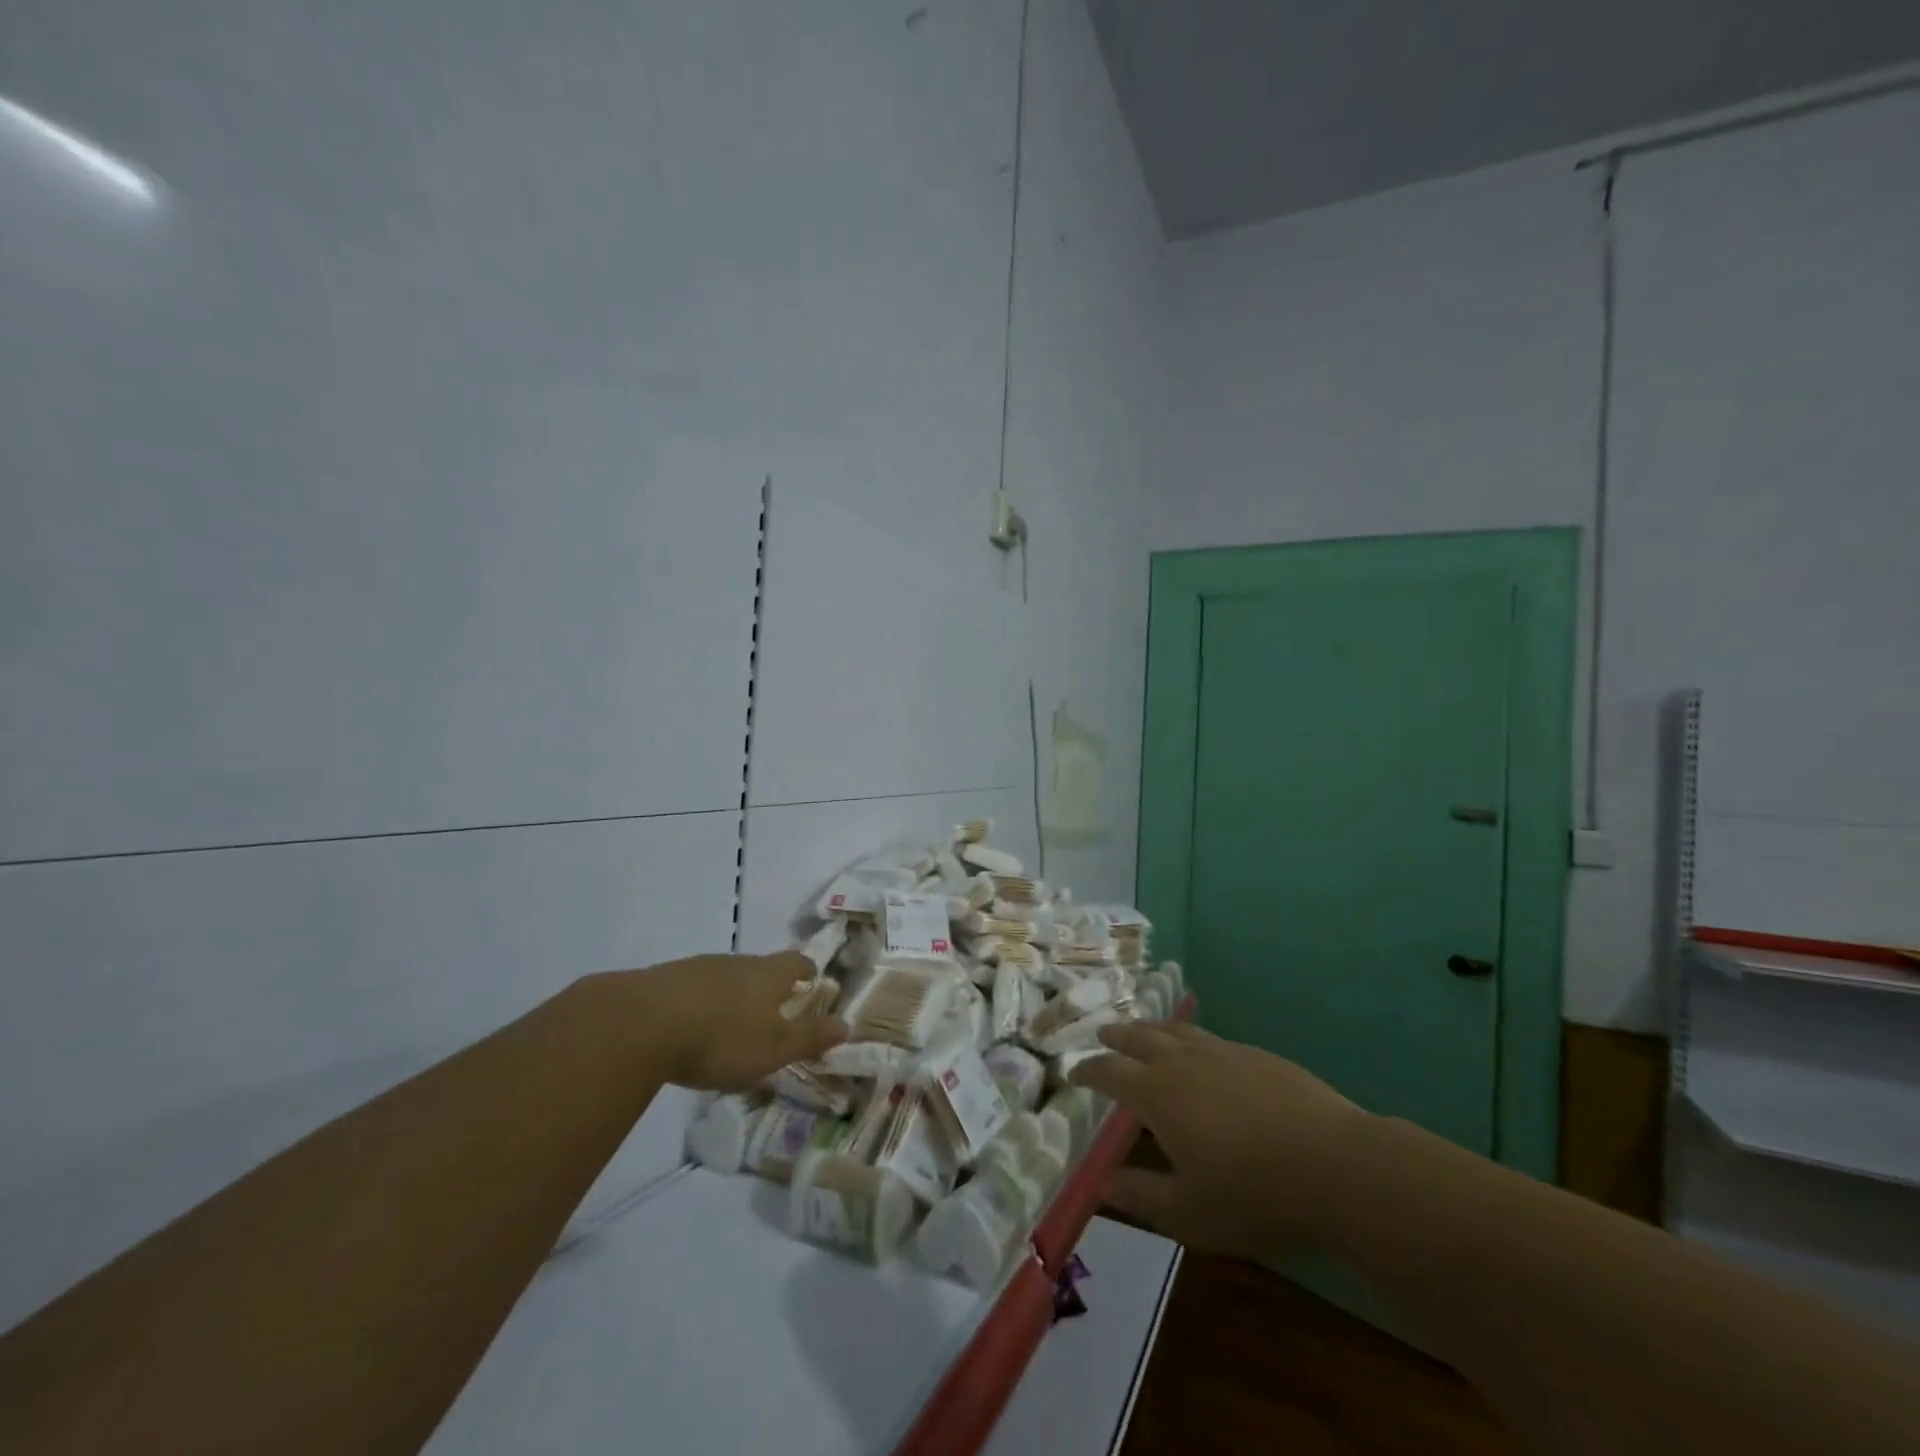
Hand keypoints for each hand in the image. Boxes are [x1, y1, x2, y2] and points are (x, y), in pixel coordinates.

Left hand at [631, 951, 846, 1090]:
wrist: (642, 1023)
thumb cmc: (722, 1038)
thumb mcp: (773, 1048)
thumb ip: (809, 1038)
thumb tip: (846, 1025)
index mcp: (769, 975)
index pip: (797, 963)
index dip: (807, 972)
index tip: (812, 981)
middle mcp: (738, 962)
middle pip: (761, 967)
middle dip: (769, 986)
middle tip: (772, 1009)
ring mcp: (700, 967)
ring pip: (727, 976)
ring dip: (734, 994)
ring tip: (731, 1022)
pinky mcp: (666, 980)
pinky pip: (694, 987)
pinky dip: (701, 1002)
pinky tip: (692, 1026)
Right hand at [1071, 1021, 1370, 1257]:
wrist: (1337, 1166)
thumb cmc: (1254, 1194)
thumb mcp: (1188, 1212)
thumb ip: (1140, 1196)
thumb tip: (1099, 1183)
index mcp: (1158, 1093)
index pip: (1110, 1071)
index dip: (1089, 1070)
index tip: (1074, 1071)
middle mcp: (1183, 1061)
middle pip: (1139, 1037)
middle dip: (1116, 1037)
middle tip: (1102, 1036)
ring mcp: (1222, 1052)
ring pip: (1175, 1030)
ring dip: (1151, 1029)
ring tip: (1143, 1031)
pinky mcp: (1256, 1055)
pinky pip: (1209, 1037)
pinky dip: (1189, 1037)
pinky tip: (1200, 1051)